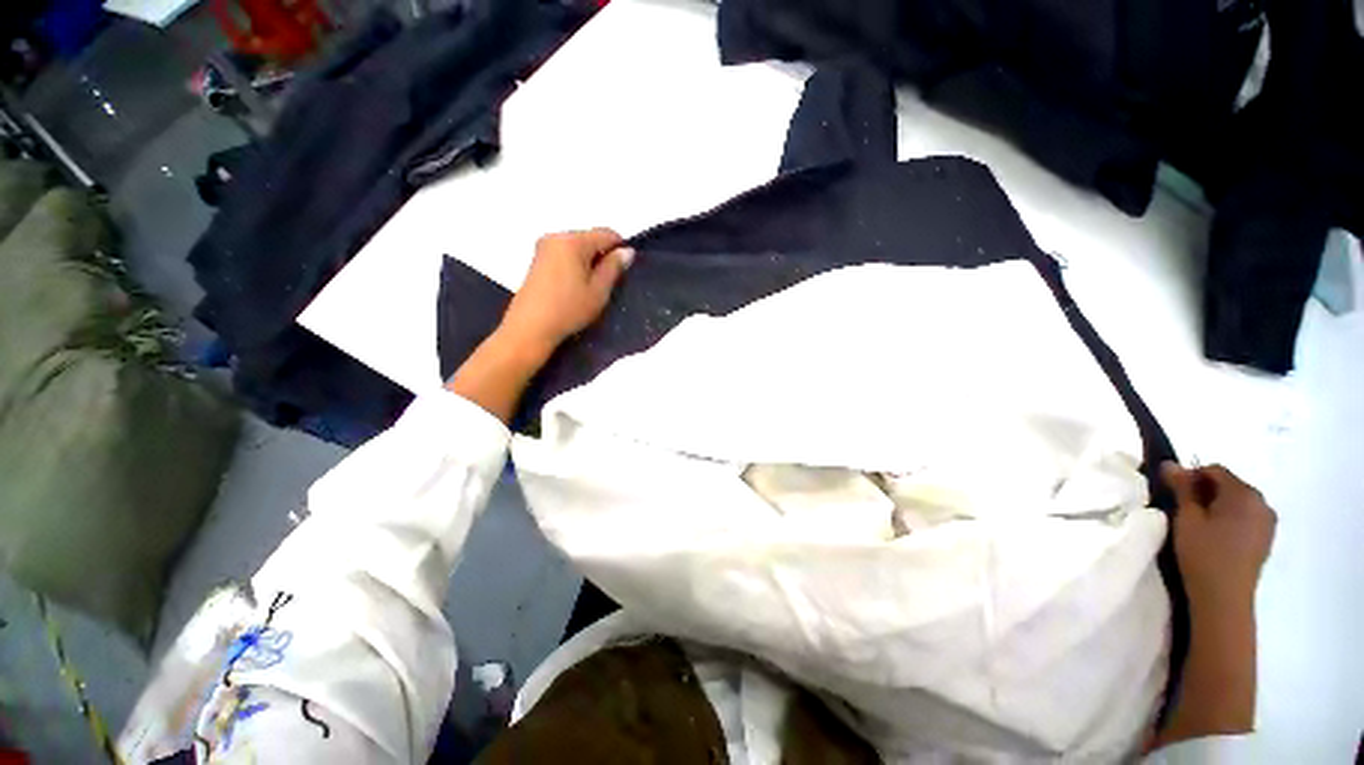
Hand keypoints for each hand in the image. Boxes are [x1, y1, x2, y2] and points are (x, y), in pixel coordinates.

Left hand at [447, 228, 631, 422]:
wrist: (530, 327)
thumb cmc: (569, 309)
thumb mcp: (599, 290)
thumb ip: (614, 267)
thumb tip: (627, 251)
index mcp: (573, 241)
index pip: (606, 233)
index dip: (620, 248)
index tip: (624, 270)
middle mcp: (556, 237)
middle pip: (590, 238)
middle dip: (602, 255)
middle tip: (607, 283)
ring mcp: (543, 247)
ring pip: (577, 247)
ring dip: (588, 261)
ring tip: (591, 288)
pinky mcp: (537, 260)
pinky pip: (564, 254)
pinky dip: (575, 265)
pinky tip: (575, 287)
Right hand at [1162, 462, 1275, 615]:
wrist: (1225, 597)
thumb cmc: (1203, 553)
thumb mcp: (1187, 518)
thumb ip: (1181, 488)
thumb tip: (1170, 463)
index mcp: (1244, 493)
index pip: (1214, 470)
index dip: (1191, 476)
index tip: (1173, 493)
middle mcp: (1262, 502)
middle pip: (1229, 485)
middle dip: (1206, 492)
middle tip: (1184, 509)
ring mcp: (1268, 522)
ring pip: (1238, 502)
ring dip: (1218, 506)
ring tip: (1199, 525)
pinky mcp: (1266, 538)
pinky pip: (1246, 517)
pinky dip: (1229, 519)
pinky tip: (1216, 536)